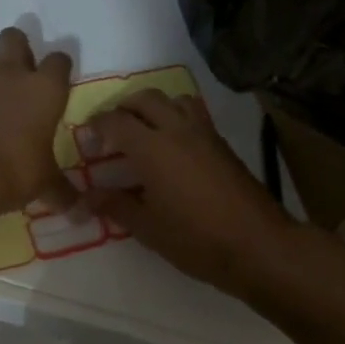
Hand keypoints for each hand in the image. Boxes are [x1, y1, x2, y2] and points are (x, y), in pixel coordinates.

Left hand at [0, 27, 75, 217]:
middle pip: (16, 38)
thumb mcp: (45, 184)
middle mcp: (14, 75)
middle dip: (20, 49)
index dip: (61, 69)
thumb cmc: (14, 171)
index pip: (60, 60)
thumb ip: (63, 192)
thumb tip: (83, 213)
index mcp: (46, 89)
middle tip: (24, 74)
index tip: (60, 83)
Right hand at [82, 90, 301, 296]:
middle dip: (123, 108)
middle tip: (112, 132)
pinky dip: (176, 116)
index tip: (87, 138)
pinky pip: (194, 114)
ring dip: (153, 107)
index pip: (115, 121)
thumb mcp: (148, 228)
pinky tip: (173, 147)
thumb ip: (116, 206)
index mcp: (152, 148)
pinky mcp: (222, 143)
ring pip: (173, 99)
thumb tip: (87, 196)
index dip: (96, 125)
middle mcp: (177, 130)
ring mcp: (204, 133)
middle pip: (144, 98)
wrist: (257, 244)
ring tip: (144, 133)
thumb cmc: (196, 240)